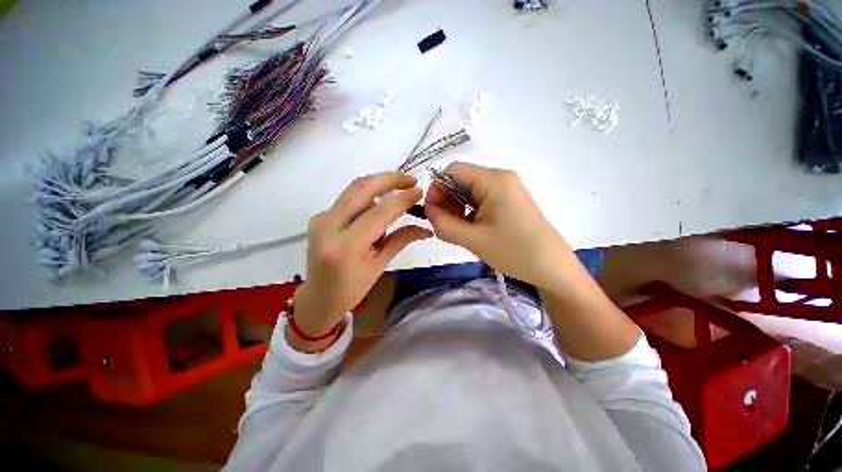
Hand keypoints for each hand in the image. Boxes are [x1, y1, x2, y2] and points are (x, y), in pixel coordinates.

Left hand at [289, 172, 431, 351]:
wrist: (318, 296)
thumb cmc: (352, 289)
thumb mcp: (379, 266)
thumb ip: (401, 240)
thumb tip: (426, 228)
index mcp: (346, 247)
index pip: (379, 213)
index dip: (402, 200)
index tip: (419, 191)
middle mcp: (328, 226)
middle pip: (361, 188)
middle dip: (389, 179)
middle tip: (410, 180)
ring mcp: (320, 218)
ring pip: (354, 189)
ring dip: (378, 188)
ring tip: (395, 198)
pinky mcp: (319, 216)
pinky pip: (348, 199)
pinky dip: (367, 199)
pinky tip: (374, 213)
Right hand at [424, 162, 574, 290]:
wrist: (552, 267)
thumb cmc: (514, 251)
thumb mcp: (473, 239)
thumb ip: (444, 224)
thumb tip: (429, 212)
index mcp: (493, 180)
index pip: (453, 171)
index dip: (436, 189)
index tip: (431, 212)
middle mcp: (500, 178)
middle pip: (461, 180)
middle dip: (446, 201)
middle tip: (442, 225)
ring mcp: (506, 189)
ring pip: (469, 191)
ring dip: (456, 208)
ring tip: (456, 230)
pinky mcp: (508, 201)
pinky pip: (480, 199)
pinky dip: (468, 212)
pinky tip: (469, 229)